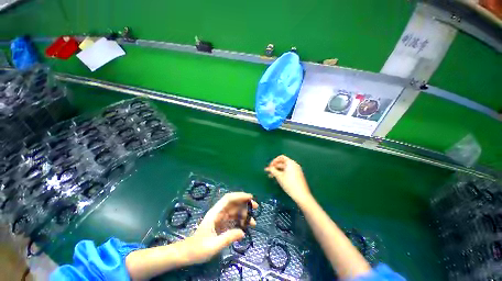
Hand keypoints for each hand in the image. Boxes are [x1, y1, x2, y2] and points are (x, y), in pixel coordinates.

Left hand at [185, 192, 257, 263]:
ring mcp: (220, 219)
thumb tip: (243, 232)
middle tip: (256, 207)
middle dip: (245, 204)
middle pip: (233, 203)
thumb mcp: (213, 245)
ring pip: (235, 211)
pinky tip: (245, 227)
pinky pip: (233, 219)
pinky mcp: (221, 225)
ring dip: (244, 214)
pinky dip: (240, 221)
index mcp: (215, 213)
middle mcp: (218, 213)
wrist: (187, 254)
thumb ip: (228, 238)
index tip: (250, 197)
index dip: (239, 195)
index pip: (228, 199)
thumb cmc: (197, 249)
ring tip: (253, 223)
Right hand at [265, 155, 310, 203]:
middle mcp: (294, 165)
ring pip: (284, 168)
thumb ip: (273, 170)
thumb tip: (269, 168)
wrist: (301, 195)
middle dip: (274, 167)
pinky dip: (282, 173)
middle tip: (268, 171)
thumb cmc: (289, 184)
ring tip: (271, 176)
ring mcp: (296, 170)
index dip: (274, 161)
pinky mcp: (297, 176)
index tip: (270, 166)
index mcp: (290, 163)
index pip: (281, 157)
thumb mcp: (279, 176)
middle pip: (282, 163)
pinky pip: (288, 171)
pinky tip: (277, 178)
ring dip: (277, 171)